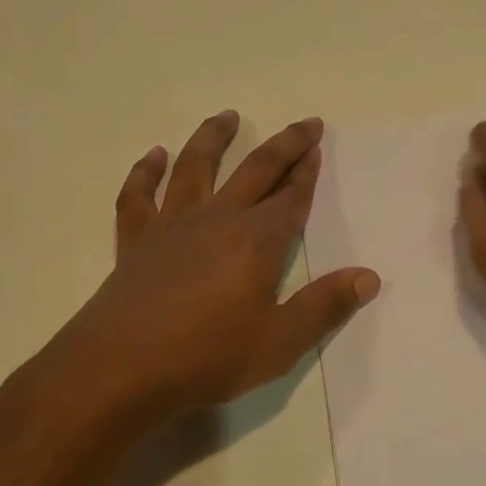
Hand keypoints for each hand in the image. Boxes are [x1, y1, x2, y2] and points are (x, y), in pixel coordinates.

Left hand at [9, 112, 380, 429]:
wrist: (117, 370)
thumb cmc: (205, 357)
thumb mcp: (278, 343)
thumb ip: (324, 307)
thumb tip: (369, 276)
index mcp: (256, 241)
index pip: (291, 197)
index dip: (307, 171)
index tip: (317, 145)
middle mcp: (218, 219)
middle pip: (256, 170)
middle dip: (284, 145)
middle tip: (304, 123)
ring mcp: (172, 225)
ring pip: (196, 167)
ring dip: (214, 138)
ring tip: (228, 115)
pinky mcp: (136, 240)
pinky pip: (139, 196)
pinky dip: (145, 172)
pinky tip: (154, 156)